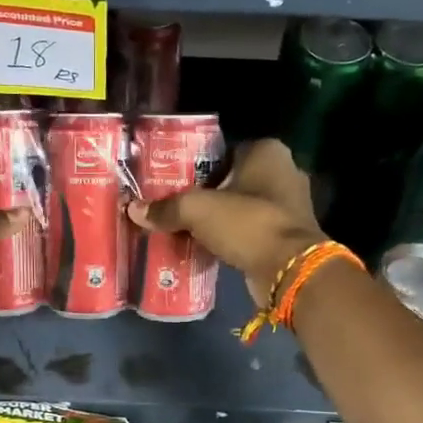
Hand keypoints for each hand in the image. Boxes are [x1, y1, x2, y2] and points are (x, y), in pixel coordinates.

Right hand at [126, 138, 327, 302]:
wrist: (289, 270)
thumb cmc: (247, 223)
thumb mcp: (198, 210)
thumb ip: (167, 208)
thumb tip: (134, 210)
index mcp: (268, 152)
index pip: (223, 151)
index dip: (196, 165)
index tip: (172, 181)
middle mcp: (284, 172)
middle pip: (231, 180)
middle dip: (205, 193)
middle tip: (173, 205)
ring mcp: (289, 206)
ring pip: (240, 206)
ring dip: (217, 218)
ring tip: (183, 226)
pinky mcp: (287, 235)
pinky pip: (249, 230)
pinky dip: (230, 237)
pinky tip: (205, 245)